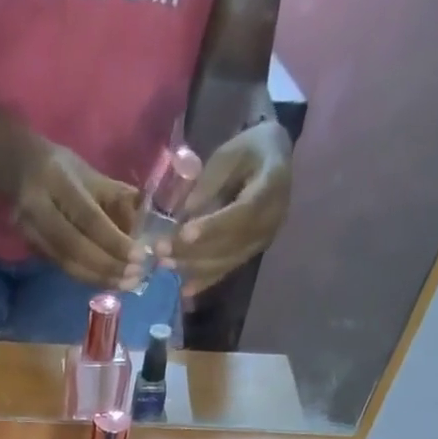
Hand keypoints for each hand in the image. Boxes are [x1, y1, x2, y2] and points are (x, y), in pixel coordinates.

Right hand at [14, 141, 140, 288]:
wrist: (18, 169)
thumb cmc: (62, 169)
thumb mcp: (91, 175)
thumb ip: (117, 199)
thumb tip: (144, 227)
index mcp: (56, 182)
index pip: (88, 218)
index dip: (113, 241)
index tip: (138, 256)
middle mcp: (38, 209)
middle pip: (75, 247)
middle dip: (107, 266)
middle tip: (134, 277)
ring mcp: (31, 232)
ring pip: (67, 264)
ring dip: (99, 278)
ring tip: (125, 284)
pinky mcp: (31, 248)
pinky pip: (62, 268)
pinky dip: (87, 277)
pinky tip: (106, 281)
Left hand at [160, 121, 292, 296]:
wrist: (276, 159)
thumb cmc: (250, 149)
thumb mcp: (229, 153)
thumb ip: (209, 183)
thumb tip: (184, 214)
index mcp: (271, 186)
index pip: (242, 213)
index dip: (213, 226)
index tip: (184, 233)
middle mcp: (271, 220)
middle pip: (231, 242)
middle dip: (194, 250)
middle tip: (161, 251)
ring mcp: (262, 240)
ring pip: (227, 260)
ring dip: (194, 267)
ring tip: (165, 265)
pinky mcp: (252, 252)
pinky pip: (228, 269)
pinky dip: (205, 280)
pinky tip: (184, 289)